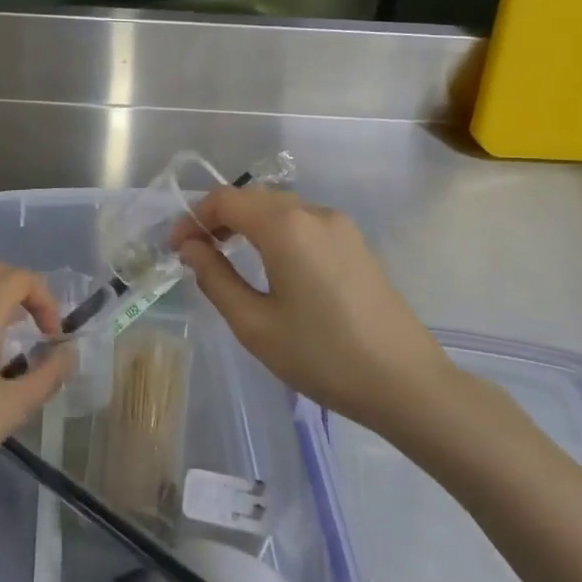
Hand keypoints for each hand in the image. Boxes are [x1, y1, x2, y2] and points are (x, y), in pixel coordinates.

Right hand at [176, 188, 463, 442]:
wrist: (406, 383)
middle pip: (253, 198)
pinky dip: (275, 231)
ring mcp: (340, 226)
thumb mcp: (255, 325)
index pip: (226, 200)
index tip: (176, 247)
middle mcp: (314, 213)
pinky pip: (304, 222)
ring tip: (226, 256)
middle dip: (218, 218)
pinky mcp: (356, 243)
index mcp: (287, 227)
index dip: (194, 218)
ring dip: (247, 222)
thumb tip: (192, 248)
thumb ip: (216, 279)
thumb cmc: (322, 356)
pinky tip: (269, 263)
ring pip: (280, 207)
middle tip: (196, 252)